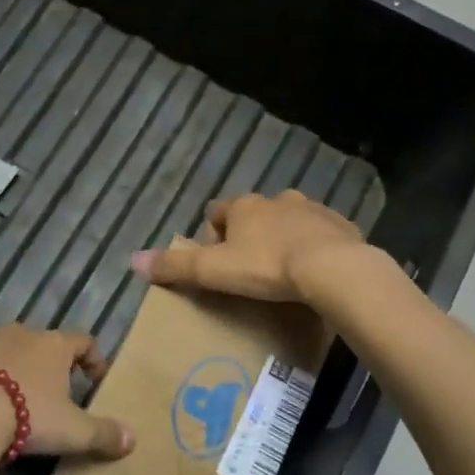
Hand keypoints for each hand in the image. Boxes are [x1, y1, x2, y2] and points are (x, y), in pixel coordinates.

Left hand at [0, 325, 134, 460]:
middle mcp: (21, 333)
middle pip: (40, 342)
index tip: (94, 379)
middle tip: (47, 392)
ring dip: (6, 363)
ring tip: (4, 393)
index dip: (92, 358)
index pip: (83, 341)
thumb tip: (133, 439)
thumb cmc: (27, 415)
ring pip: (1, 345)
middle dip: (45, 363)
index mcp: (54, 346)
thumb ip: (103, 434)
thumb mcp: (72, 431)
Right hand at [130, 190, 369, 304]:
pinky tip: (317, 273)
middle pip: (256, 214)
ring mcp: (312, 210)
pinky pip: (322, 234)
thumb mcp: (214, 271)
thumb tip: (133, 260)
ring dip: (284, 238)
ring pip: (290, 220)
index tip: (217, 260)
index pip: (219, 212)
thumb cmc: (267, 267)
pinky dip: (316, 247)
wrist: (334, 268)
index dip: (214, 234)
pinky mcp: (341, 226)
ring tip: (284, 272)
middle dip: (251, 235)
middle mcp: (277, 200)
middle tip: (250, 269)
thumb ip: (175, 267)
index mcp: (245, 207)